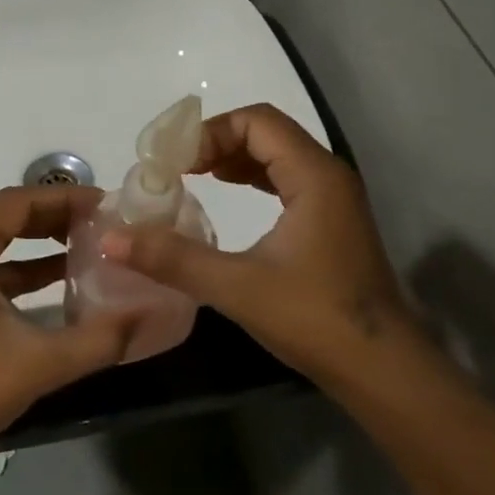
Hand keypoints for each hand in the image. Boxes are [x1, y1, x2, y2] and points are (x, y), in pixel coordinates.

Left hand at [0, 185, 144, 463]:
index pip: (16, 201)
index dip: (64, 199)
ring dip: (40, 239)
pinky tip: (61, 276)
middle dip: (55, 216)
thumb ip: (98, 338)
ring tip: (89, 242)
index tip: (106, 204)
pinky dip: (23, 267)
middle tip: (102, 222)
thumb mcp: (38, 362)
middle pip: (6, 214)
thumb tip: (148, 314)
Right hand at [101, 103, 407, 383]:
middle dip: (217, 143)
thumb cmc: (316, 319)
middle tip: (174, 168)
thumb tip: (110, 239)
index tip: (172, 161)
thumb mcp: (237, 286)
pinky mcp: (330, 223)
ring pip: (277, 157)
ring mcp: (333, 200)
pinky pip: (285, 181)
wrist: (383, 372)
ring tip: (192, 176)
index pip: (256, 122)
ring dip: (234, 159)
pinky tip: (226, 197)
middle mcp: (327, 176)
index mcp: (313, 176)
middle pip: (266, 133)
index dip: (210, 132)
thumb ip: (173, 258)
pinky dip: (252, 179)